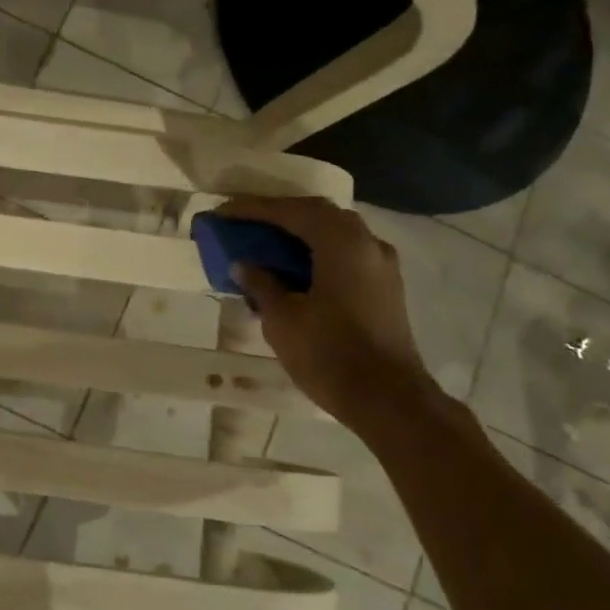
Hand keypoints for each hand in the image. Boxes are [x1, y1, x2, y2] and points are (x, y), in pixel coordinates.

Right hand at [215, 195, 440, 422]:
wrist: (388, 400)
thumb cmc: (329, 354)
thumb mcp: (282, 318)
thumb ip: (261, 283)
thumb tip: (244, 265)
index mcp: (341, 241)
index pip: (290, 211)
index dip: (252, 210)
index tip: (222, 212)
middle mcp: (366, 242)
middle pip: (315, 215)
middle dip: (276, 216)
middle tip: (242, 223)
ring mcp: (381, 264)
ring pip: (333, 234)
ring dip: (297, 234)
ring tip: (263, 243)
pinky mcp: (384, 286)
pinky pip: (344, 254)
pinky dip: (315, 253)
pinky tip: (293, 269)